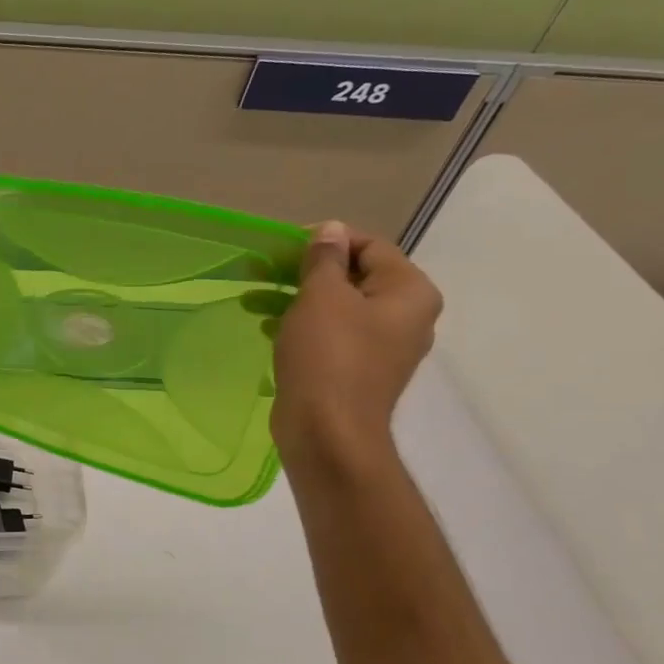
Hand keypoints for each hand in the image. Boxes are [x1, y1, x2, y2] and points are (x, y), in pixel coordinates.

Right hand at [271, 221, 442, 471]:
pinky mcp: (359, 371)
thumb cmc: (328, 356)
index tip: (282, 248)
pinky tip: (269, 330)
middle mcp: (407, 317)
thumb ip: (325, 259)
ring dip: (296, 300)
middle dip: (305, 273)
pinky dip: (302, 327)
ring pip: (339, 308)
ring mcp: (384, 347)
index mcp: (410, 292)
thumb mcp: (321, 297)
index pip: (370, 247)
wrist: (328, 432)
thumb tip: (331, 230)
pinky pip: (332, 336)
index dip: (326, 241)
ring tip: (254, 302)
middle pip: (354, 277)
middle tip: (263, 272)